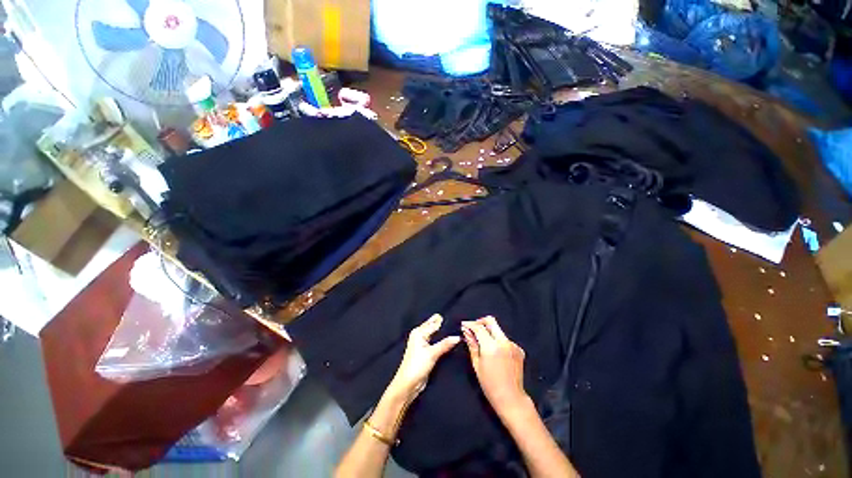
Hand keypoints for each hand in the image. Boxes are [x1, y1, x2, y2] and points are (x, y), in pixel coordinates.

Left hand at [387, 314, 459, 401]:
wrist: (408, 383)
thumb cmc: (417, 366)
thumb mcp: (432, 354)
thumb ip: (445, 344)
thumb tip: (458, 337)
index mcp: (419, 332)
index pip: (434, 323)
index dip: (445, 321)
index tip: (457, 318)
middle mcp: (420, 334)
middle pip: (434, 326)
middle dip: (444, 325)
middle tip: (458, 323)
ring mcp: (422, 342)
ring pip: (435, 333)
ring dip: (444, 333)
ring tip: (457, 330)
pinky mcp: (426, 350)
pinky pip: (436, 341)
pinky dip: (442, 340)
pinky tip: (451, 341)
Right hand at [462, 316, 528, 415]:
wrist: (511, 398)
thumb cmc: (490, 385)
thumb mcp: (476, 364)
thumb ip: (472, 344)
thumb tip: (466, 331)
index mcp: (491, 347)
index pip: (479, 327)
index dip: (470, 324)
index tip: (464, 325)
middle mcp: (504, 342)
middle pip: (491, 321)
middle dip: (480, 322)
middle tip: (473, 328)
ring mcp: (513, 345)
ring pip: (498, 330)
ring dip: (489, 332)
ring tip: (482, 342)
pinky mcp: (518, 349)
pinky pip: (505, 339)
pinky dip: (497, 341)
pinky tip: (494, 351)